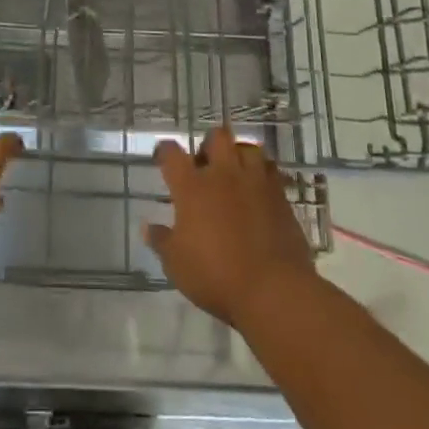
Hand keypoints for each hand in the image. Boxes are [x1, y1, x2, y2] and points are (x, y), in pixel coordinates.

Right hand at [144, 126, 316, 326]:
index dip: (165, 151)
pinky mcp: (281, 197)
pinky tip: (259, 191)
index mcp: (192, 187)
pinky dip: (263, 175)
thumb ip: (161, 241)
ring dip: (239, 155)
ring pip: (248, 148)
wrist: (273, 290)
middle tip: (206, 167)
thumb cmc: (216, 276)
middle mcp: (223, 175)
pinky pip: (272, 171)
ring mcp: (255, 182)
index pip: (172, 154)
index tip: (163, 157)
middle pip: (217, 138)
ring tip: (236, 174)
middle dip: (209, 146)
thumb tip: (147, 227)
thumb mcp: (177, 264)